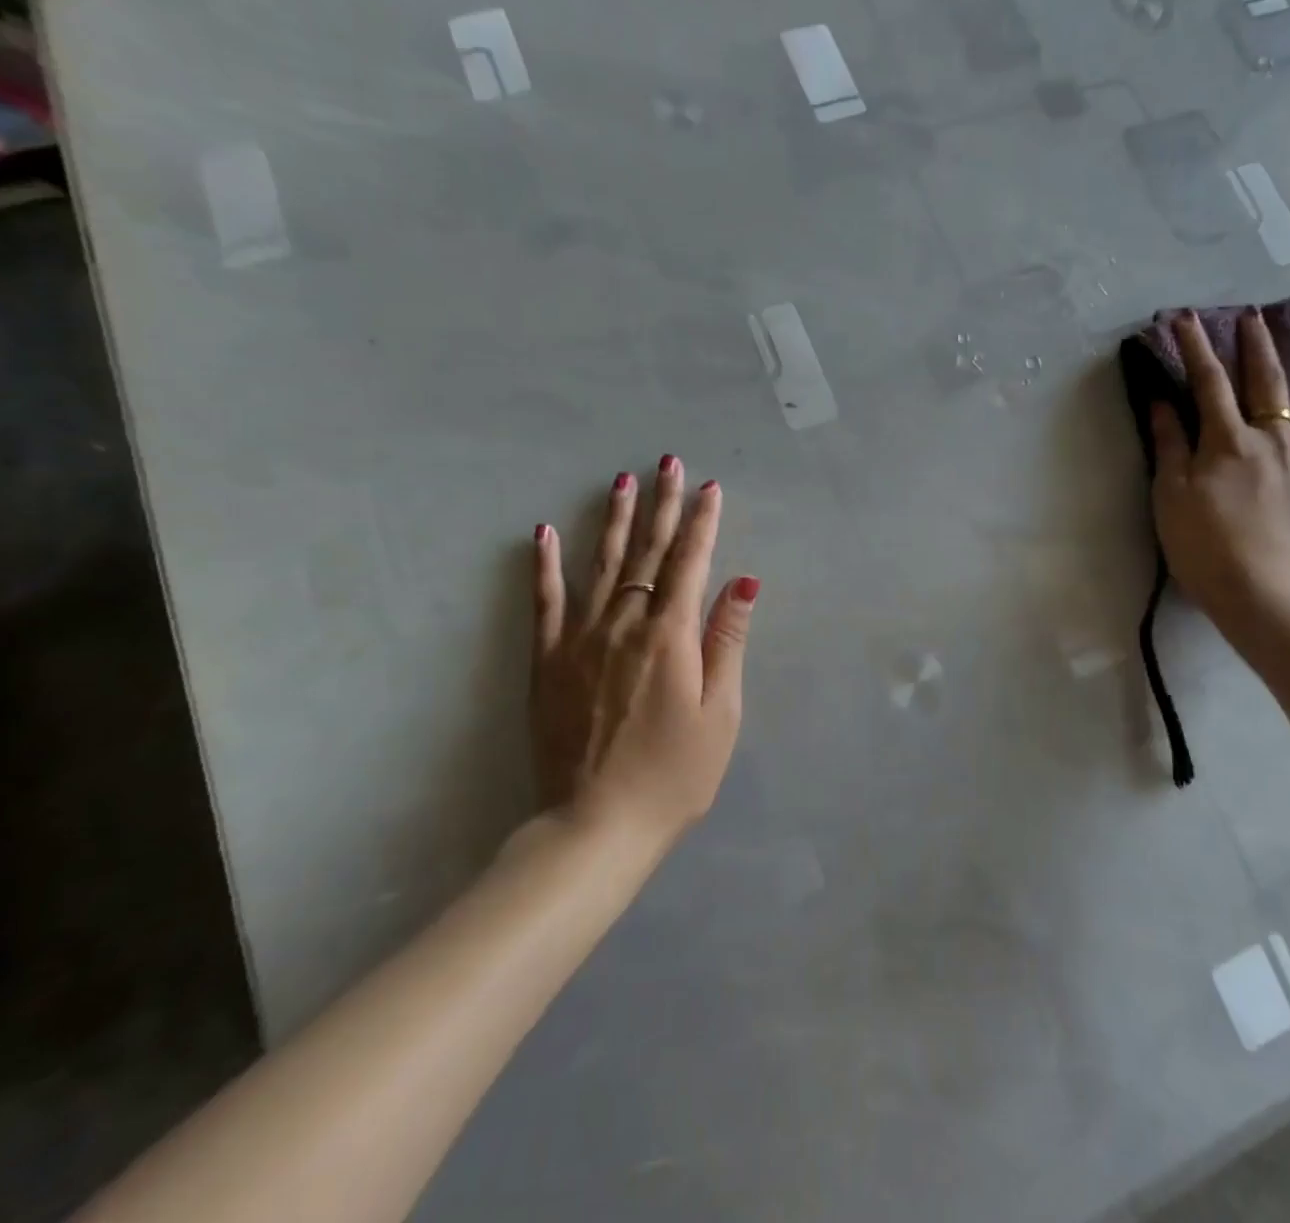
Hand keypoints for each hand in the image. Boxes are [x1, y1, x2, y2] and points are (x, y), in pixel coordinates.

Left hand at [529, 457, 758, 845]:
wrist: (595, 826)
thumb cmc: (673, 775)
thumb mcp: (720, 713)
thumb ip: (727, 640)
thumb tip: (743, 579)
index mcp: (671, 635)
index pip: (691, 562)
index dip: (703, 522)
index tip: (710, 487)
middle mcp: (625, 623)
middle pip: (648, 553)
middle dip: (663, 505)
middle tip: (667, 463)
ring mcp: (580, 638)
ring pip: (602, 565)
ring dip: (615, 520)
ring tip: (622, 482)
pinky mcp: (548, 660)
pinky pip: (545, 602)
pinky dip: (545, 566)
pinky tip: (546, 533)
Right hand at [1150, 308, 1289, 622]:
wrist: (1265, 597)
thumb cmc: (1204, 547)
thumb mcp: (1170, 497)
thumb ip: (1169, 446)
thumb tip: (1164, 403)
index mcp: (1230, 441)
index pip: (1208, 382)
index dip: (1196, 346)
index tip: (1186, 318)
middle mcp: (1278, 441)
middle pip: (1270, 382)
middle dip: (1259, 345)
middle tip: (1255, 319)